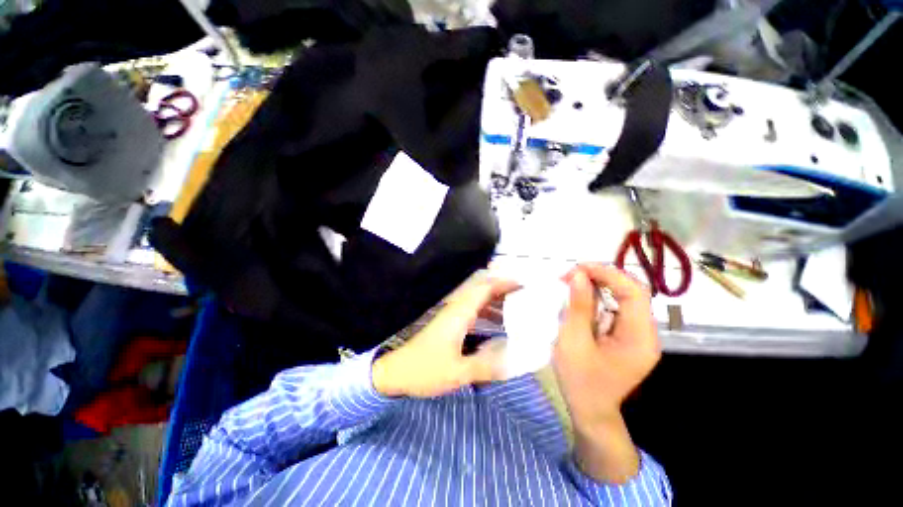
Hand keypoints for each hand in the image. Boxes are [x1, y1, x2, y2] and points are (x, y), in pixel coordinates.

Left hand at [372, 274, 519, 397]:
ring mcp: (453, 315)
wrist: (397, 371)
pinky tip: (498, 324)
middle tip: (527, 296)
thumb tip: (514, 361)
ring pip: (478, 301)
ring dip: (497, 301)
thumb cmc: (425, 369)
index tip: (524, 284)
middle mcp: (457, 309)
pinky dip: (488, 312)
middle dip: (505, 290)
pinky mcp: (450, 323)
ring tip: (518, 309)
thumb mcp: (458, 372)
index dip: (504, 283)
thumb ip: (487, 367)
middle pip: (483, 291)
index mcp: (460, 313)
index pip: (484, 288)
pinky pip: (473, 311)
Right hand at [553, 263, 660, 428]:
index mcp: (639, 338)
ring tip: (571, 283)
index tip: (578, 268)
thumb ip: (579, 306)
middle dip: (601, 278)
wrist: (591, 411)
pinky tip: (580, 299)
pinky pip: (615, 309)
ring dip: (598, 286)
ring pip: (623, 298)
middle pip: (631, 292)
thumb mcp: (574, 341)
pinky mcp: (627, 337)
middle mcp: (646, 334)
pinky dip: (597, 299)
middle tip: (571, 275)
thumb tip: (578, 275)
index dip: (608, 274)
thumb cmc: (580, 380)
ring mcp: (638, 335)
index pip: (634, 292)